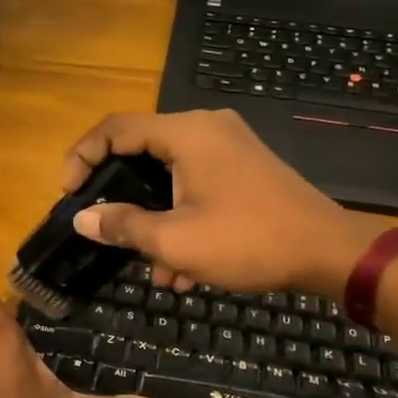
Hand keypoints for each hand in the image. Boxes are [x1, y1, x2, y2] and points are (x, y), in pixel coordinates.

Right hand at [62, 109, 392, 296]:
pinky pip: (196, 184)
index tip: (68, 194)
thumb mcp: (176, 241)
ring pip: (170, 175)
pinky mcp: (244, 167)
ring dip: (154, 218)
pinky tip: (184, 270)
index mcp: (186, 133)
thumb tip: (82, 219)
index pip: (116, 129)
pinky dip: (182, 217)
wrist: (330, 253)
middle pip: (142, 151)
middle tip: (102, 227)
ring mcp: (228, 146)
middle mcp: (206, 128)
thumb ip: (123, 225)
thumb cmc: (248, 241)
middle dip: (121, 197)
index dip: (82, 157)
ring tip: (153, 269)